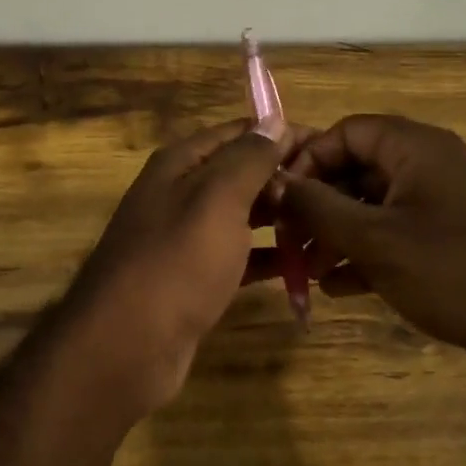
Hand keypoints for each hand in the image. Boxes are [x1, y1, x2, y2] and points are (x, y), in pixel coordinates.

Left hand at [63, 118, 300, 414]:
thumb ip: (248, 158)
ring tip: (327, 225)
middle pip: (241, 174)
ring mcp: (186, 239)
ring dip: (281, 218)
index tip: (328, 147)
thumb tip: (274, 120)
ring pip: (242, 217)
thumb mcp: (216, 199)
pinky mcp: (194, 279)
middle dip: (285, 179)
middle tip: (337, 192)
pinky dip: (266, 257)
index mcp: (180, 164)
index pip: (239, 133)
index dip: (281, 134)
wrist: (128, 345)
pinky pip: (238, 257)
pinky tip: (302, 265)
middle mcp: (180, 194)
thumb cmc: (177, 261)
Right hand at [268, 114, 465, 366]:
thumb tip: (273, 182)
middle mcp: (428, 167)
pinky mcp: (447, 243)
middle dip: (317, 205)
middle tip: (287, 240)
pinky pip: (393, 236)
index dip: (308, 160)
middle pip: (356, 169)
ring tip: (306, 271)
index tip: (280, 199)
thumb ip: (317, 208)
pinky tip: (338, 288)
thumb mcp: (374, 239)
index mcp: (415, 149)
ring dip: (335, 235)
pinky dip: (363, 255)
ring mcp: (440, 206)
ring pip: (372, 207)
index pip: (346, 132)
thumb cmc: (452, 271)